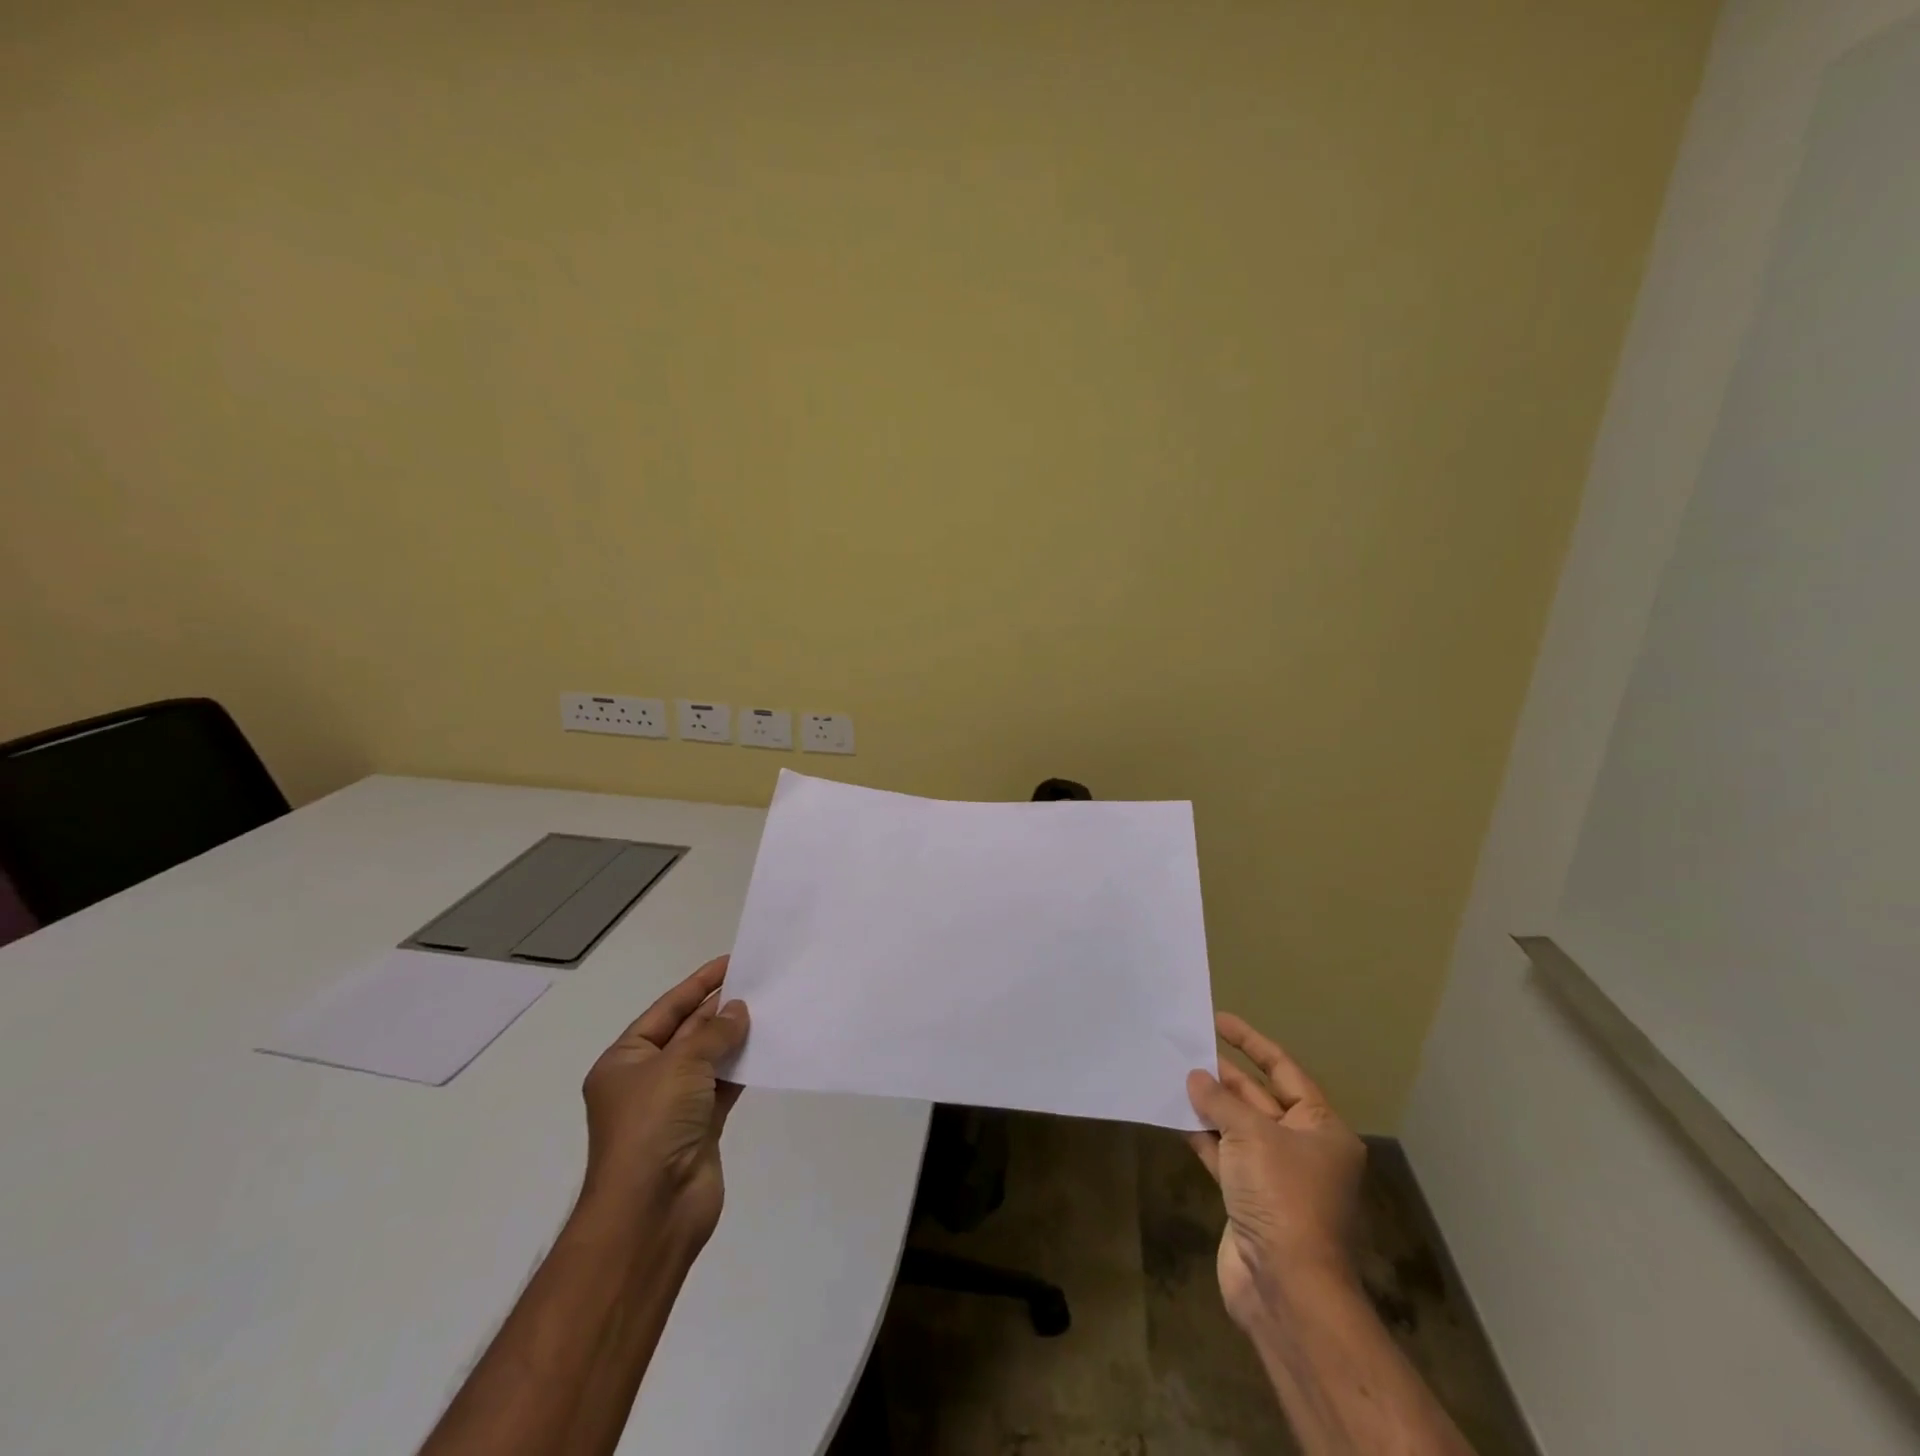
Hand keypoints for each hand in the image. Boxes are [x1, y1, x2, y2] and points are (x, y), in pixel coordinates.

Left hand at [580, 955, 749, 1240]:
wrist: (652, 1211)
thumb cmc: (652, 1126)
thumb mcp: (680, 1065)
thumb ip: (713, 1033)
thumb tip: (738, 1010)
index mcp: (625, 1061)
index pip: (666, 1010)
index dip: (698, 984)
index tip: (731, 962)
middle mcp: (647, 1080)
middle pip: (688, 1032)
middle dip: (719, 1009)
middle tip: (758, 982)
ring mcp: (674, 1106)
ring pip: (709, 1059)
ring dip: (734, 1037)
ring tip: (769, 1008)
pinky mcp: (701, 1127)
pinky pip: (724, 1086)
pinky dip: (742, 1067)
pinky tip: (767, 1048)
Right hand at [1186, 1013, 1366, 1332]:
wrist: (1286, 1286)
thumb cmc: (1282, 1196)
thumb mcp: (1251, 1135)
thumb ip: (1220, 1101)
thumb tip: (1196, 1077)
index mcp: (1321, 1127)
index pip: (1284, 1070)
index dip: (1251, 1042)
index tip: (1218, 1020)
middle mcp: (1302, 1147)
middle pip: (1259, 1098)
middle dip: (1224, 1075)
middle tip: (1186, 1047)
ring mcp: (1275, 1175)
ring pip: (1238, 1127)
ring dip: (1210, 1105)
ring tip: (1174, 1074)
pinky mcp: (1250, 1199)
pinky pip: (1224, 1155)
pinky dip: (1202, 1136)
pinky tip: (1175, 1116)